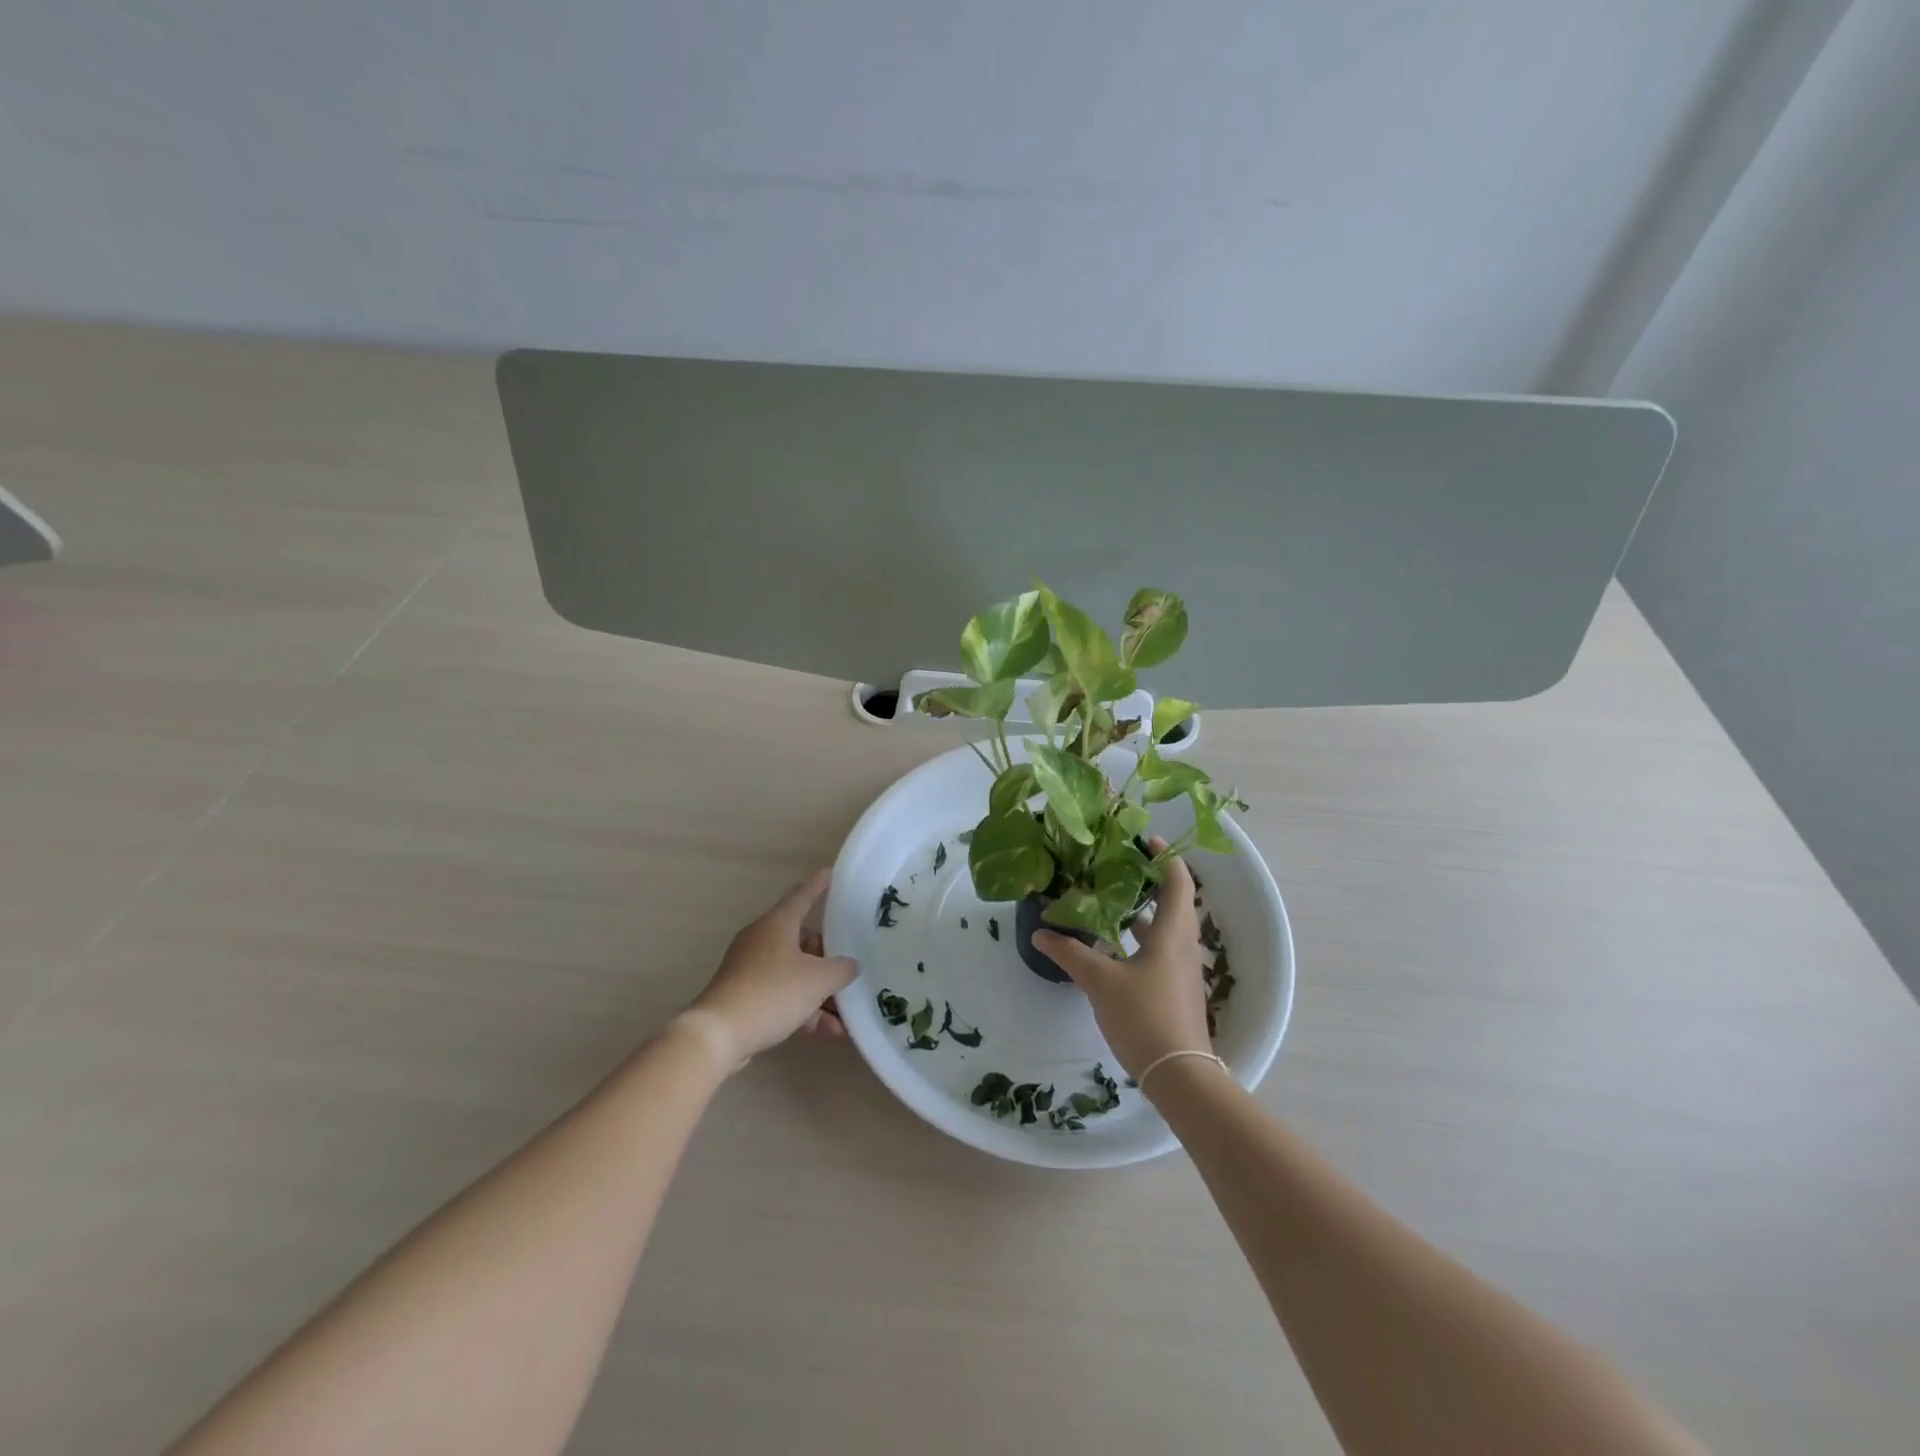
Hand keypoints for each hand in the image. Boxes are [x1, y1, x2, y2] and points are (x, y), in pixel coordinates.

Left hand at [685, 870, 858, 1064]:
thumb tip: (850, 966)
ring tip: (845, 1016)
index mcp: (777, 924)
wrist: (719, 1035)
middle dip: (827, 959)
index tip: (829, 873)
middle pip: (802, 940)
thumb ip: (841, 970)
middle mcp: (762, 940)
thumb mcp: (818, 980)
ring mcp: (750, 969)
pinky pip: (782, 995)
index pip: (802, 896)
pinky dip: (804, 1009)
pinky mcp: (744, 996)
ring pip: (794, 973)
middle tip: (848, 970)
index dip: (818, 885)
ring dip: (820, 992)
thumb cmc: (772, 993)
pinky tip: (828, 1032)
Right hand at [1033, 845, 1210, 1078]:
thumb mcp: (1100, 982)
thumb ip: (1070, 953)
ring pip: (1166, 927)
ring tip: (1111, 898)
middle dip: (1149, 880)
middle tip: (1118, 865)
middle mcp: (1182, 945)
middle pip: (1173, 901)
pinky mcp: (1176, 988)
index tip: (1145, 839)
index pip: (1178, 882)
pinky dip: (1142, 937)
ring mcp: (1182, 969)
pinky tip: (1115, 944)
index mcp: (1171, 934)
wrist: (1178, 1074)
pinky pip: (1162, 949)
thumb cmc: (1144, 1016)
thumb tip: (1040, 933)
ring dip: (1144, 910)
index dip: (1166, 857)